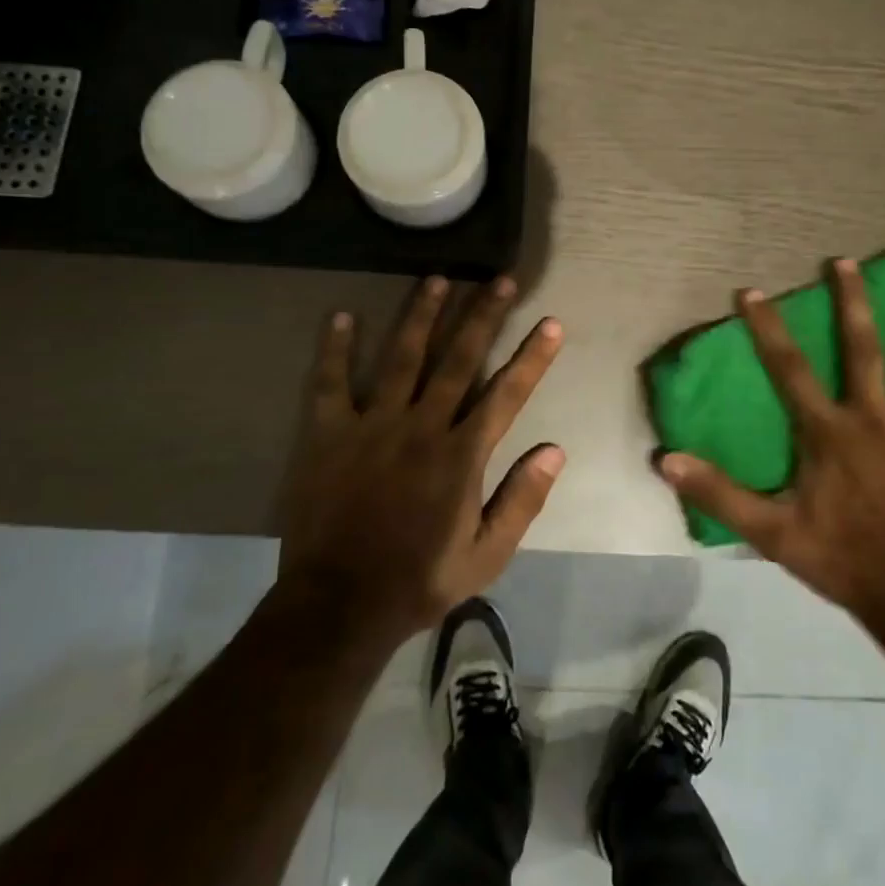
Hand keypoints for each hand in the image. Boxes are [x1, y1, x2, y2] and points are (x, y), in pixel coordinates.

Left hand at [277, 276, 565, 647]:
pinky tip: (341, 315)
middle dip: (483, 316)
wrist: (338, 606)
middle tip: (501, 279)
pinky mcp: (329, 434)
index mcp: (461, 456)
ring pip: (401, 357)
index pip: (506, 394)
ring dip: (422, 315)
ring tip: (438, 279)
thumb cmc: (419, 581)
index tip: (551, 322)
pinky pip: (330, 383)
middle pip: (458, 359)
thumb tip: (555, 450)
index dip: (532, 357)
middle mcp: (421, 427)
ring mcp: (372, 425)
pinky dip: (335, 349)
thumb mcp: (486, 556)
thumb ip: (521, 500)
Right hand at [659, 258, 884, 628]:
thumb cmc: (841, 558)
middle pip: (863, 350)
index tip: (752, 291)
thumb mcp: (771, 531)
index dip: (768, 329)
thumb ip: (719, 493)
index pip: (790, 370)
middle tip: (847, 261)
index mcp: (828, 432)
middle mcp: (874, 419)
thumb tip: (667, 460)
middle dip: (852, 303)